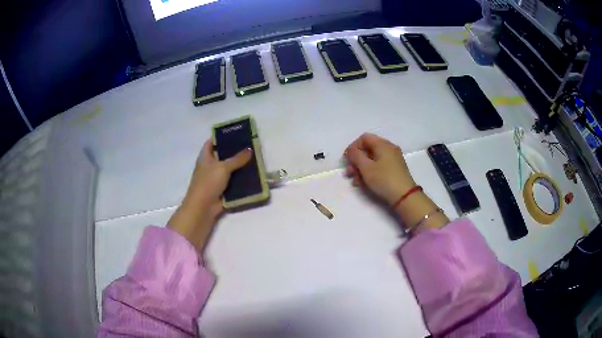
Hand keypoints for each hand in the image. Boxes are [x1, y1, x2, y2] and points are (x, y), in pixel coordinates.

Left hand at [168, 140, 251, 251]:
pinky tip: (252, 175)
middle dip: (234, 151)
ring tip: (254, 159)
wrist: (203, 207)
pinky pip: (233, 182)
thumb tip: (249, 149)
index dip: (220, 137)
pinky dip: (240, 179)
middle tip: (249, 145)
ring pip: (229, 169)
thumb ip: (237, 158)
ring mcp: (215, 179)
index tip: (234, 133)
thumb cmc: (208, 182)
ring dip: (239, 166)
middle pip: (222, 155)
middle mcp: (209, 166)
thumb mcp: (223, 167)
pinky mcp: (221, 190)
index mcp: (205, 157)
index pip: (211, 142)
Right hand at [344, 133, 415, 204]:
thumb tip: (351, 150)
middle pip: (368, 149)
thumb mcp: (366, 167)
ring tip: (355, 181)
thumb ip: (355, 156)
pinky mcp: (394, 169)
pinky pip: (379, 166)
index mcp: (383, 144)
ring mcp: (393, 159)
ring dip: (361, 168)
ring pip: (372, 159)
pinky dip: (370, 172)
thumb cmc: (384, 179)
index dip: (353, 147)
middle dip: (356, 161)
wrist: (404, 196)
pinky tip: (364, 184)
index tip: (346, 160)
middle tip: (349, 173)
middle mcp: (389, 148)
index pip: (364, 138)